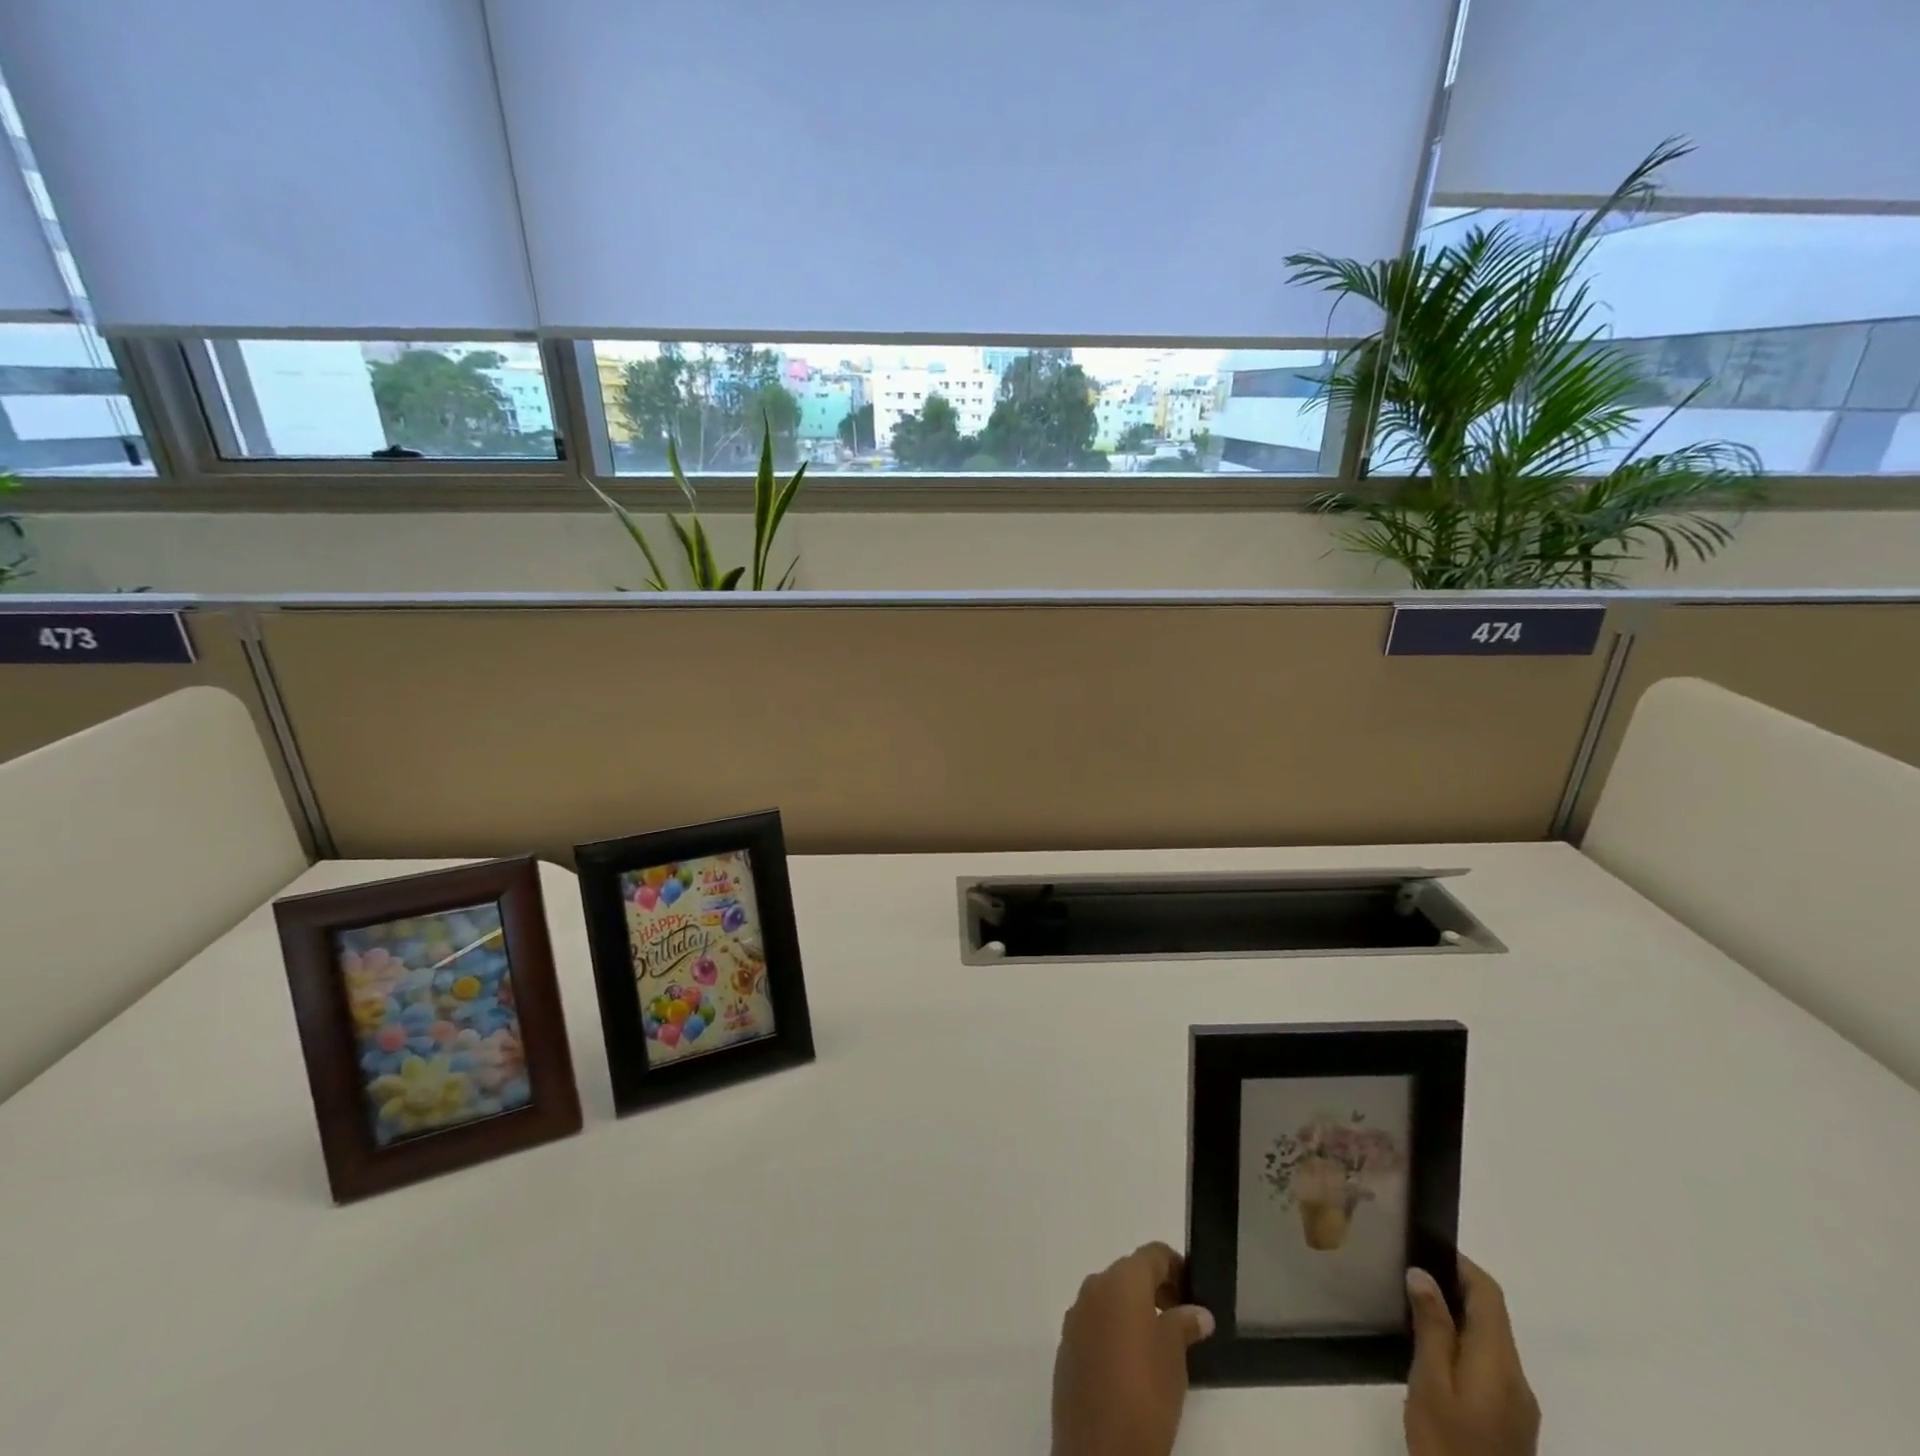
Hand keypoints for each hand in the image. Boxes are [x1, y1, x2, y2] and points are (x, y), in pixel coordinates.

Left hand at [1052, 1242, 1215, 1455]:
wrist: (1099, 1452)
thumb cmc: (1145, 1396)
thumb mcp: (1175, 1358)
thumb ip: (1184, 1325)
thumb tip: (1198, 1312)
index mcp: (1121, 1281)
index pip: (1152, 1254)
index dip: (1175, 1266)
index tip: (1193, 1290)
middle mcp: (1094, 1287)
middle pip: (1128, 1272)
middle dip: (1155, 1289)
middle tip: (1181, 1318)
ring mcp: (1076, 1316)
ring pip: (1109, 1298)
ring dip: (1132, 1310)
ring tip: (1158, 1343)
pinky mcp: (1066, 1346)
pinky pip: (1094, 1323)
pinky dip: (1113, 1330)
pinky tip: (1129, 1365)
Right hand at [1405, 1255, 1540, 1455]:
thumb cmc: (1448, 1445)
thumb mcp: (1429, 1383)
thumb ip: (1431, 1327)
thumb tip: (1424, 1274)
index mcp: (1498, 1362)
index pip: (1489, 1294)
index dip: (1460, 1263)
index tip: (1422, 1247)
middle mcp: (1517, 1377)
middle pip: (1492, 1316)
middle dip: (1454, 1287)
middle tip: (1407, 1273)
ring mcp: (1518, 1403)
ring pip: (1490, 1340)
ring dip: (1456, 1316)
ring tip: (1410, 1307)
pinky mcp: (1512, 1422)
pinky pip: (1488, 1365)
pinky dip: (1462, 1344)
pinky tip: (1429, 1352)